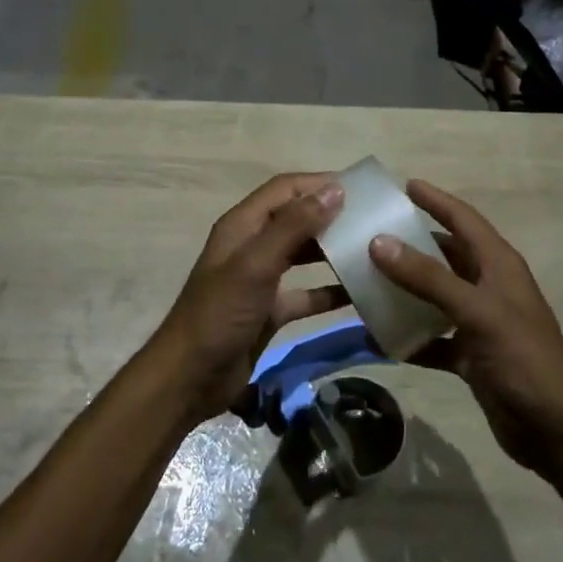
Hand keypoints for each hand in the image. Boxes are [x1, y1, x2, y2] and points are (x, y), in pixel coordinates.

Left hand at [148, 174, 349, 422]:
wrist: (190, 377)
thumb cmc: (220, 314)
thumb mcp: (256, 265)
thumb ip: (293, 226)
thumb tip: (335, 190)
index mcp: (242, 226)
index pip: (284, 189)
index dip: (318, 184)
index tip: (359, 188)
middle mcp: (251, 246)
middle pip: (295, 219)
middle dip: (330, 216)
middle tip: (371, 220)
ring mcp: (261, 279)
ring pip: (302, 255)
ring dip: (331, 251)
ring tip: (370, 250)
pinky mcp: (269, 310)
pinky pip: (305, 293)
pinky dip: (329, 292)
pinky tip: (359, 295)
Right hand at [369, 179, 562, 470]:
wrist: (555, 429)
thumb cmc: (522, 357)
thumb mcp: (476, 311)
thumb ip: (428, 277)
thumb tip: (379, 242)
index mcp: (498, 264)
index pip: (463, 219)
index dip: (435, 200)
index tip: (402, 185)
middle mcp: (488, 286)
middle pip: (444, 255)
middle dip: (410, 244)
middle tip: (369, 234)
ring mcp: (479, 322)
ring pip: (434, 296)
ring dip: (404, 291)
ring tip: (363, 281)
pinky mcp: (470, 355)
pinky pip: (432, 338)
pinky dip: (409, 338)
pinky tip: (378, 339)